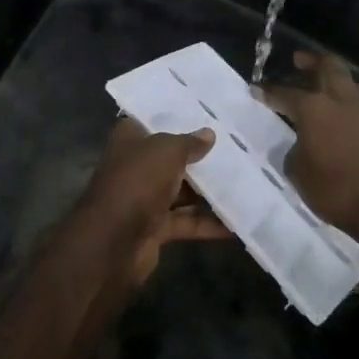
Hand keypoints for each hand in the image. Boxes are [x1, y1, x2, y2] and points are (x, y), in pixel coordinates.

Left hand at [68, 118, 226, 286]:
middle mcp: (136, 166)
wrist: (112, 241)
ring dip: (209, 192)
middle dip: (201, 158)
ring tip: (246, 183)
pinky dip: (208, 224)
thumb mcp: (167, 151)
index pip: (154, 122)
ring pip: (182, 192)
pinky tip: (236, 223)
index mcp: (130, 140)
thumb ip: (189, 143)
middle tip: (237, 150)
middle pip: (172, 159)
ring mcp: (144, 199)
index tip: (208, 116)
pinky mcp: (155, 228)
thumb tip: (209, 134)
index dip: (178, 119)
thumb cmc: (137, 181)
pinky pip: (186, 222)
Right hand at [259, 51, 358, 243]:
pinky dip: (346, 99)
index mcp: (314, 107)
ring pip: (349, 81)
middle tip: (298, 60)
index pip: (286, 93)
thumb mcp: (298, 172)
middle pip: (328, 67)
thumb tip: (301, 143)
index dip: (269, 91)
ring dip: (334, 77)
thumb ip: (295, 149)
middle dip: (312, 61)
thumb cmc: (333, 188)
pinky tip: (339, 111)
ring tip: (322, 82)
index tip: (256, 88)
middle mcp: (340, 100)